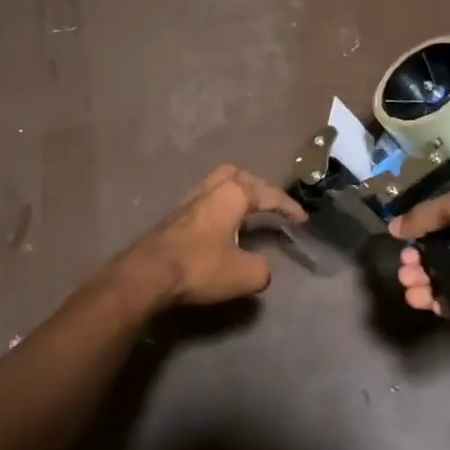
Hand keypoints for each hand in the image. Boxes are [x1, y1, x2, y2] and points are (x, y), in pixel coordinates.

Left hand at [124, 165, 304, 306]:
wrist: (147, 274)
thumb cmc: (200, 267)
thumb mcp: (246, 274)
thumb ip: (262, 267)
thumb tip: (259, 266)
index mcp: (233, 194)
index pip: (269, 195)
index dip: (289, 207)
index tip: (302, 220)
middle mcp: (210, 189)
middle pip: (238, 175)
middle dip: (259, 187)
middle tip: (270, 205)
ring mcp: (188, 201)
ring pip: (217, 185)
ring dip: (236, 196)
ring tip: (247, 214)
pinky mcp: (173, 218)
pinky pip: (205, 202)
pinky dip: (220, 209)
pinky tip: (222, 228)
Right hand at [390, 185, 449, 325]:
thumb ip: (429, 213)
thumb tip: (395, 226)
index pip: (442, 215)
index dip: (419, 231)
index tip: (404, 248)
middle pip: (443, 248)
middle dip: (419, 263)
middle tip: (406, 277)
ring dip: (428, 284)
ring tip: (415, 297)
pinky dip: (448, 303)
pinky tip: (435, 309)